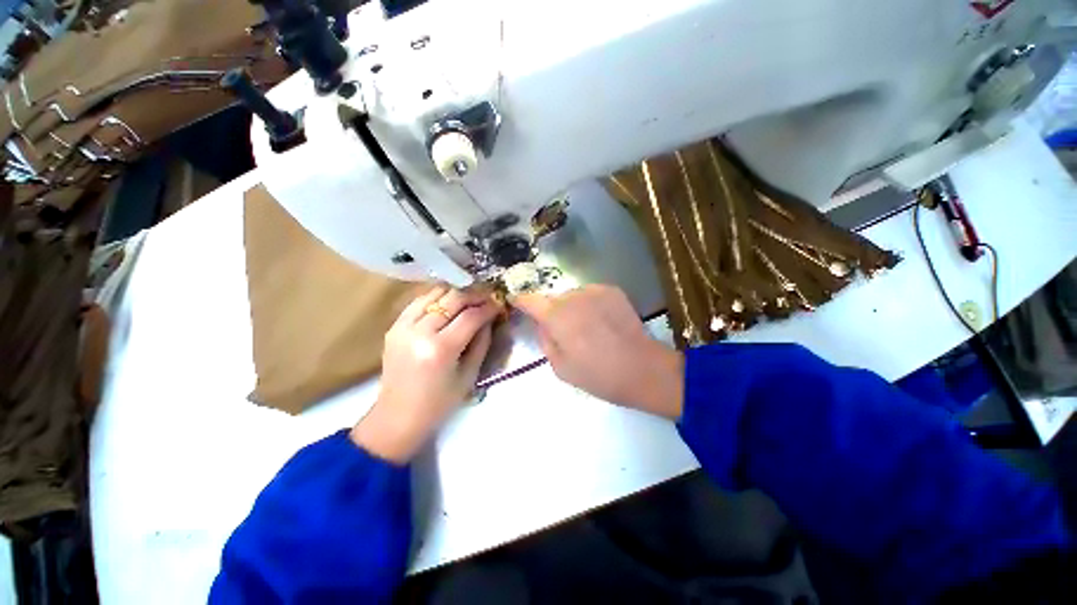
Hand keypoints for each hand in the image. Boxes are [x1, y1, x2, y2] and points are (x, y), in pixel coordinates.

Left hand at [351, 286, 498, 462]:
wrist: (397, 416)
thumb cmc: (439, 403)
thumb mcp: (469, 375)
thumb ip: (482, 342)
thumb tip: (490, 317)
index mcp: (441, 349)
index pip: (470, 316)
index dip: (488, 307)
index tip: (499, 303)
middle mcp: (420, 332)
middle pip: (453, 299)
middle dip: (474, 295)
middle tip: (487, 297)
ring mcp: (403, 327)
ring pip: (435, 294)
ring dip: (456, 293)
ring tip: (469, 298)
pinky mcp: (394, 327)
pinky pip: (419, 301)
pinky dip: (436, 297)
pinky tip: (448, 302)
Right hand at [513, 285, 683, 418]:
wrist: (642, 368)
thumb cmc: (598, 374)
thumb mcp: (560, 367)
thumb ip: (545, 341)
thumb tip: (542, 325)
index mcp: (556, 316)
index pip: (530, 300)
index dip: (520, 301)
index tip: (516, 302)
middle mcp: (573, 296)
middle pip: (553, 299)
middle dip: (552, 312)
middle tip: (564, 332)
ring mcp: (594, 290)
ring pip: (572, 296)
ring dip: (572, 308)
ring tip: (587, 328)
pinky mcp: (612, 290)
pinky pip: (590, 295)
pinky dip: (589, 304)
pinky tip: (602, 322)